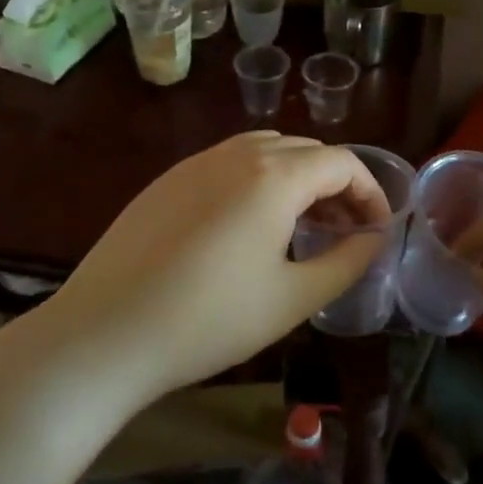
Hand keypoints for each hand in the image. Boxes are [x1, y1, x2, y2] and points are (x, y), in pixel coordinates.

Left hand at [41, 132, 388, 407]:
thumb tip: (373, 239)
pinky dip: (257, 180)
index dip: (371, 192)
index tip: (377, 230)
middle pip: (305, 151)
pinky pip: (228, 163)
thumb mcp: (292, 299)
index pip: (342, 162)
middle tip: (344, 231)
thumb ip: (345, 262)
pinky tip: (248, 226)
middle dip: (336, 184)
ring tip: (301, 225)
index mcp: (274, 176)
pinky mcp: (167, 180)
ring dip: (296, 178)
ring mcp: (196, 162)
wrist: (105, 333)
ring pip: (266, 150)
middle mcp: (236, 154)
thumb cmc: (209, 320)